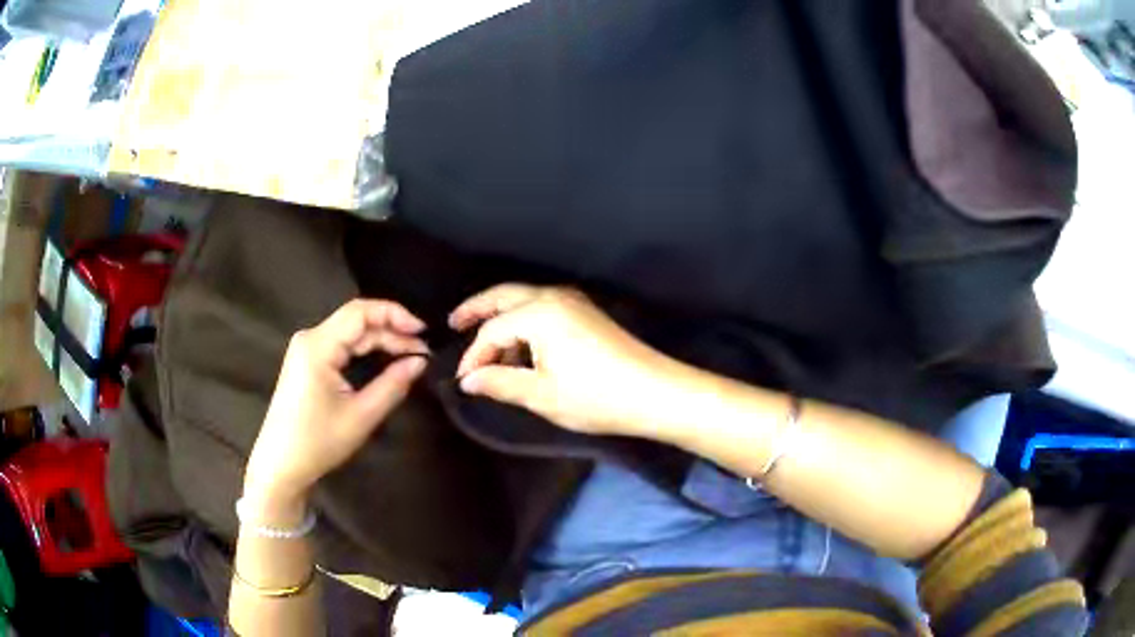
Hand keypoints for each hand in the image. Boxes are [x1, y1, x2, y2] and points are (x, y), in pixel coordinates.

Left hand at [244, 300, 428, 506]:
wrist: (281, 464)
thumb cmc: (318, 442)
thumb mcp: (361, 416)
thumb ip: (393, 384)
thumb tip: (420, 361)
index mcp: (318, 346)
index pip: (360, 312)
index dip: (395, 314)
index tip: (424, 332)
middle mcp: (310, 339)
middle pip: (356, 321)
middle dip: (391, 332)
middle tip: (423, 352)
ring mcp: (306, 349)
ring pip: (350, 332)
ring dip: (380, 340)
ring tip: (410, 355)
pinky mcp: (307, 361)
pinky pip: (341, 344)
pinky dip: (365, 349)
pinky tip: (384, 358)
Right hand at [450, 285, 675, 435]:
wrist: (655, 393)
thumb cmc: (596, 396)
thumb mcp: (542, 395)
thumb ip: (500, 383)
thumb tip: (469, 379)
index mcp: (539, 313)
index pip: (492, 330)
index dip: (474, 355)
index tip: (463, 380)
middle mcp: (554, 297)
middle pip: (504, 296)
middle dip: (477, 309)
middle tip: (453, 323)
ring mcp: (574, 302)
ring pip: (524, 300)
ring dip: (501, 317)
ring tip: (486, 347)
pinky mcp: (586, 314)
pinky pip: (542, 308)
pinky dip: (523, 321)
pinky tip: (520, 347)